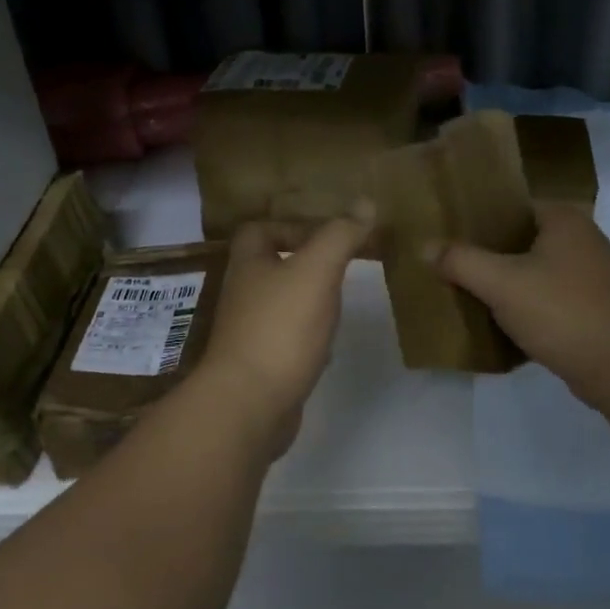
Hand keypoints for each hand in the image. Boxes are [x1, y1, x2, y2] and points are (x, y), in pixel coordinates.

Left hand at [197, 206, 374, 456]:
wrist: (250, 405)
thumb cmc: (281, 328)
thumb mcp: (317, 271)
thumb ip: (340, 236)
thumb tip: (366, 203)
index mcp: (249, 265)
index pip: (259, 230)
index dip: (290, 225)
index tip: (328, 234)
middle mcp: (243, 295)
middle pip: (270, 267)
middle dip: (305, 262)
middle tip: (342, 264)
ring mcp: (249, 333)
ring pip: (280, 304)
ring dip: (308, 299)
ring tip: (340, 299)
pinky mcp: (261, 365)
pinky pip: (286, 339)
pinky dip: (307, 336)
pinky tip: (329, 343)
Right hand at [433, 203, 609, 401]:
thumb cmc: (559, 310)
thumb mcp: (500, 283)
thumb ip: (461, 261)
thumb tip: (426, 247)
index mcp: (565, 221)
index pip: (515, 208)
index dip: (483, 220)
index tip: (453, 236)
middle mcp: (585, 241)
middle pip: (525, 241)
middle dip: (493, 256)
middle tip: (456, 268)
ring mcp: (595, 277)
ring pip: (539, 274)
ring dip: (511, 285)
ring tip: (474, 296)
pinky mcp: (597, 310)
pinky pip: (553, 301)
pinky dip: (531, 309)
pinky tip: (505, 325)